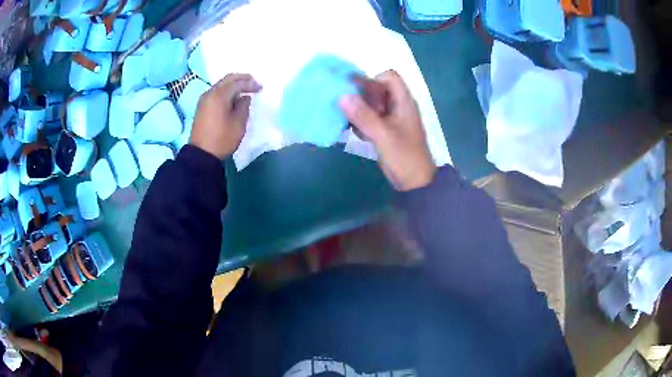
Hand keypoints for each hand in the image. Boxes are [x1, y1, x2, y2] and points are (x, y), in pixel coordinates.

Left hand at [191, 73, 261, 159]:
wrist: (201, 155)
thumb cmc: (222, 139)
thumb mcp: (238, 123)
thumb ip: (243, 106)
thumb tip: (244, 97)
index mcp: (219, 95)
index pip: (237, 83)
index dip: (250, 84)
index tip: (260, 88)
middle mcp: (210, 93)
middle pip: (227, 79)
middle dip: (241, 79)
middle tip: (253, 82)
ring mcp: (204, 100)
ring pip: (221, 85)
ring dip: (233, 84)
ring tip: (244, 89)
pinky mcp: (202, 107)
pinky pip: (216, 92)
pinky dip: (226, 91)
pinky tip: (233, 97)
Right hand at [340, 70, 435, 190]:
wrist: (414, 182)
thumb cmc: (404, 156)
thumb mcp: (383, 135)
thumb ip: (363, 116)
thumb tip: (342, 96)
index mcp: (403, 102)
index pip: (389, 77)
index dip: (373, 80)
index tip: (360, 95)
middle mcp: (398, 106)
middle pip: (377, 89)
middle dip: (362, 96)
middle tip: (351, 110)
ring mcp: (391, 118)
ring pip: (371, 103)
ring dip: (358, 110)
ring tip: (350, 122)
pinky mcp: (385, 130)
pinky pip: (370, 118)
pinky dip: (360, 122)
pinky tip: (355, 133)